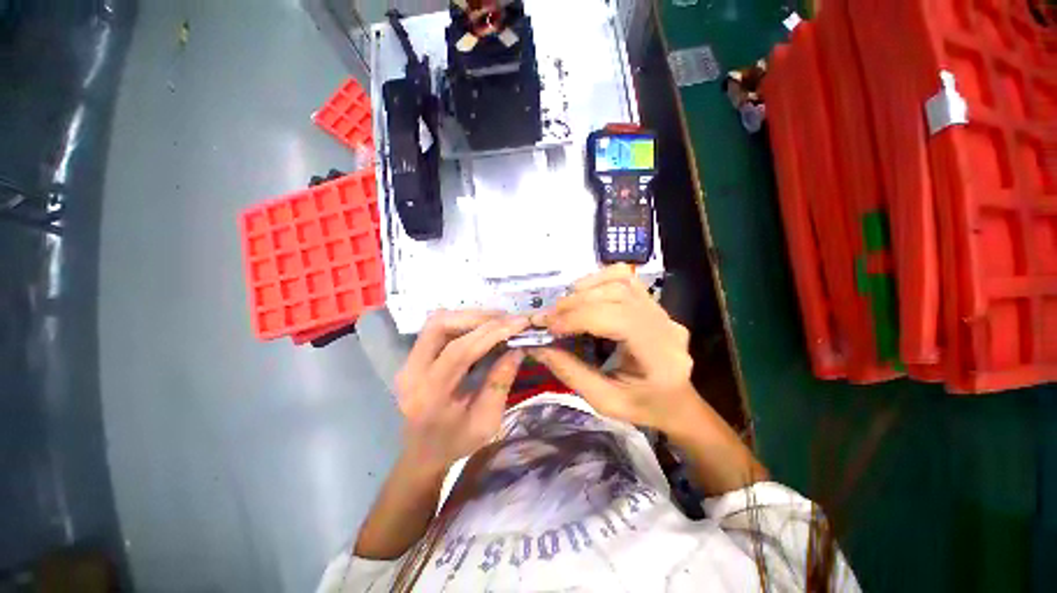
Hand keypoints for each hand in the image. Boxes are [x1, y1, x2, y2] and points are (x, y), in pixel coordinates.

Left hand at [395, 310, 529, 472]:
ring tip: (497, 321)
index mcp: (429, 396)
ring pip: (437, 322)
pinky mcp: (413, 357)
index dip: (491, 333)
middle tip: (506, 319)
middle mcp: (411, 373)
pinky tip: (482, 327)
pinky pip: (437, 328)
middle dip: (477, 318)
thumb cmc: (455, 443)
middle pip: (440, 326)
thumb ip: (501, 382)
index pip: (459, 351)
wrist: (422, 454)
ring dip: (469, 317)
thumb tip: (517, 348)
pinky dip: (462, 322)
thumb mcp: (486, 422)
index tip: (518, 323)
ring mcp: (408, 362)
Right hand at [529, 265, 696, 432]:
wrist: (676, 402)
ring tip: (563, 307)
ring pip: (621, 281)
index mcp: (660, 355)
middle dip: (575, 304)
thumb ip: (570, 372)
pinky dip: (599, 281)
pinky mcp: (653, 302)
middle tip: (548, 319)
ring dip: (585, 289)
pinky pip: (625, 279)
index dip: (578, 318)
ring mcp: (661, 309)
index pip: (616, 319)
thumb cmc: (643, 407)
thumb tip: (536, 347)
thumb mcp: (604, 401)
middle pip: (616, 294)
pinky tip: (584, 294)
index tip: (548, 328)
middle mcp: (665, 324)